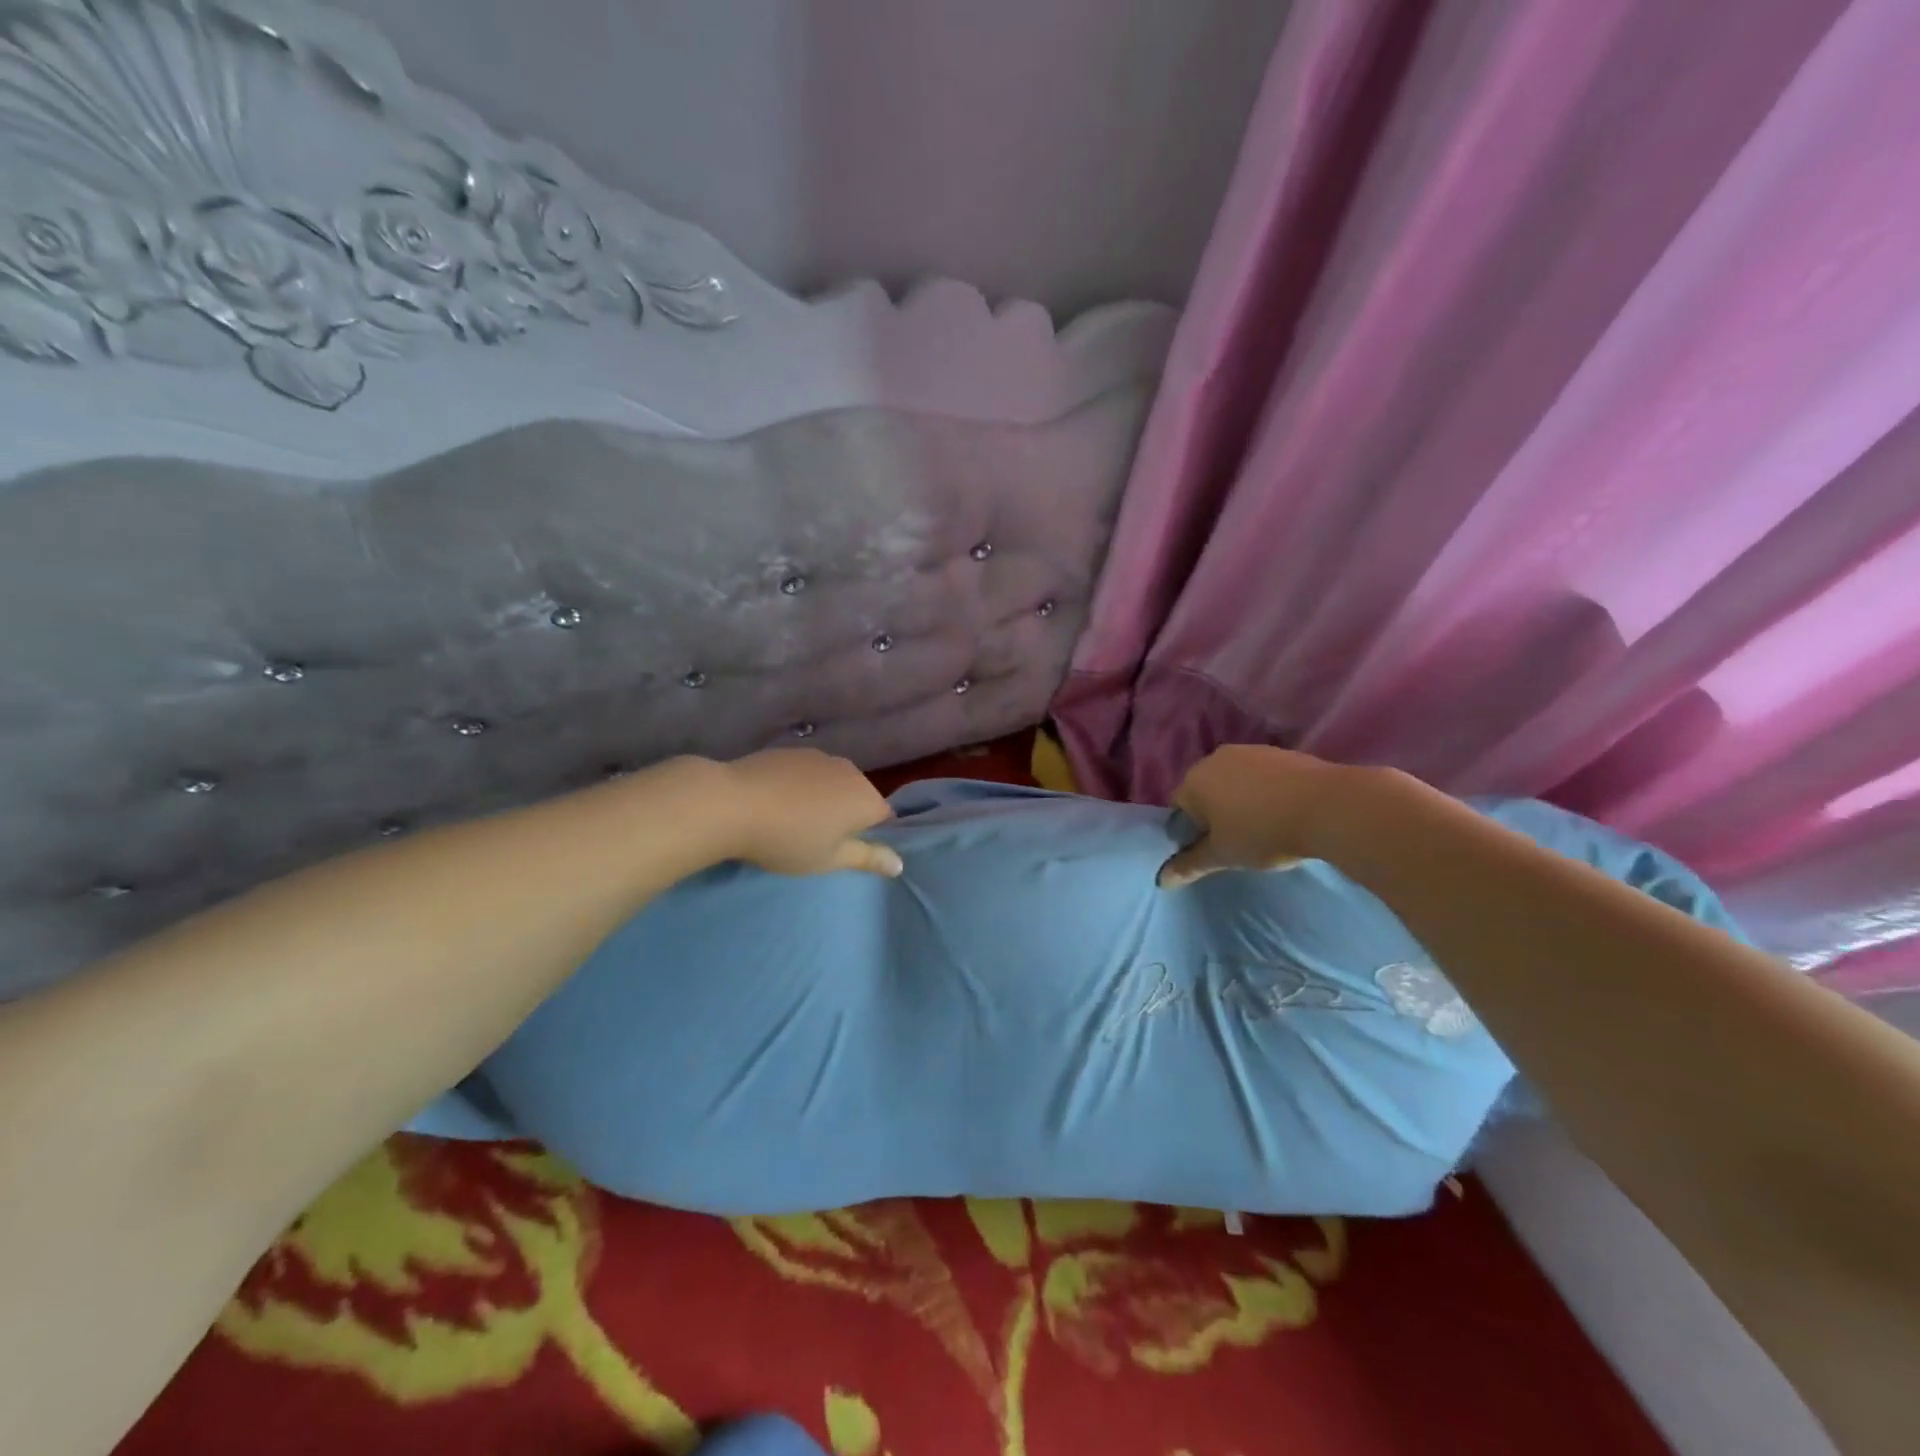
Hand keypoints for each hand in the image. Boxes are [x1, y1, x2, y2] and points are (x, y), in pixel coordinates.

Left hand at [721, 749, 901, 877]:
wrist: (732, 803)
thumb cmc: (788, 840)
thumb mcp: (829, 859)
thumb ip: (867, 858)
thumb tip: (900, 864)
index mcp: (866, 799)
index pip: (884, 817)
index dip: (867, 834)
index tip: (842, 848)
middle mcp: (850, 771)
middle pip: (858, 795)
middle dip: (845, 813)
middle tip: (816, 838)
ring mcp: (820, 756)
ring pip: (832, 781)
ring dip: (823, 797)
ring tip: (793, 818)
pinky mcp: (792, 750)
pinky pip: (808, 771)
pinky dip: (800, 784)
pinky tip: (775, 800)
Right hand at [1158, 745, 1355, 887]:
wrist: (1329, 806)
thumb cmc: (1263, 832)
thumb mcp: (1224, 855)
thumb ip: (1191, 865)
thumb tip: (1161, 880)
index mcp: (1194, 780)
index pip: (1179, 808)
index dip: (1191, 832)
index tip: (1213, 850)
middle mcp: (1216, 758)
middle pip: (1205, 791)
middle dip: (1214, 814)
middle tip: (1236, 841)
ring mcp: (1250, 751)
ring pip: (1234, 781)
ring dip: (1240, 801)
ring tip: (1263, 827)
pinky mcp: (1281, 753)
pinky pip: (1261, 776)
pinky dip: (1265, 792)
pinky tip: (1283, 812)